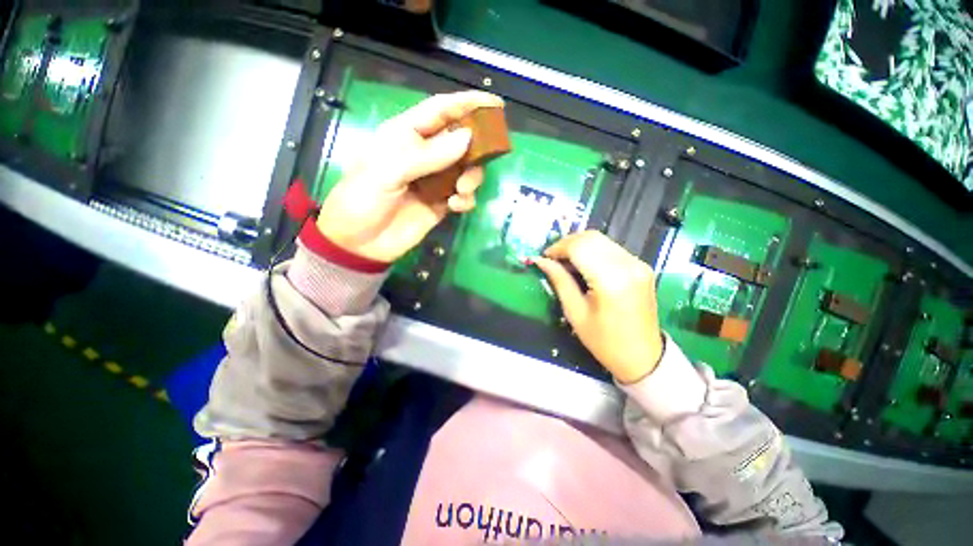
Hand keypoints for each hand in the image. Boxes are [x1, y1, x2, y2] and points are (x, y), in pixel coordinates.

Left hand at [316, 91, 503, 262]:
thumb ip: (429, 156)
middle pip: (460, 140)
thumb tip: (468, 138)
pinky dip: (466, 199)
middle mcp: (424, 155)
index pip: (441, 111)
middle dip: (476, 147)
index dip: (467, 103)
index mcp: (406, 135)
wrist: (360, 243)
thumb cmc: (363, 199)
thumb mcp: (389, 171)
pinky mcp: (441, 204)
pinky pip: (463, 196)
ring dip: (471, 177)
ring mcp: (434, 181)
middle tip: (485, 157)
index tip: (495, 103)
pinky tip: (456, 206)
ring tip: (461, 190)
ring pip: (466, 169)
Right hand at [534, 231, 663, 383]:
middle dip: (567, 243)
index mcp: (611, 279)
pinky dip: (593, 251)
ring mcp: (638, 263)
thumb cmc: (604, 341)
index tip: (544, 257)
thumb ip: (559, 280)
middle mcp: (628, 264)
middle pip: (591, 238)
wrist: (642, 357)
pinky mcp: (641, 266)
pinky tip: (584, 265)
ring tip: (566, 263)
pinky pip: (611, 248)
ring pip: (601, 240)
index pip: (579, 246)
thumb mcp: (575, 312)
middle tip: (553, 259)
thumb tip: (541, 261)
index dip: (558, 248)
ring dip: (579, 246)